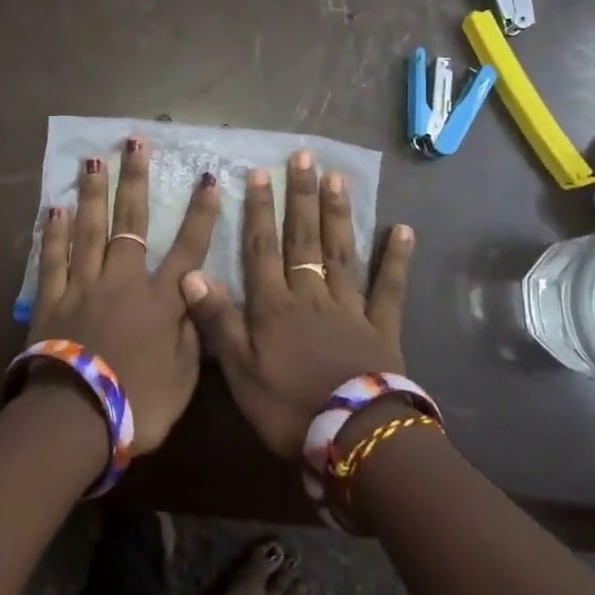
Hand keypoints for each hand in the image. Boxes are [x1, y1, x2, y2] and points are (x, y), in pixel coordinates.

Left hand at [29, 137, 221, 454]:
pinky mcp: (51, 299)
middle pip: (132, 222)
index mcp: (162, 299)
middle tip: (135, 141)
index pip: (189, 247)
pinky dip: (55, 233)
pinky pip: (53, 258)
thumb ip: (193, 331)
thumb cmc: (139, 404)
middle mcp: (124, 280)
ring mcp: (84, 285)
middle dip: (136, 180)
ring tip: (95, 159)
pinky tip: (56, 207)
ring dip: (95, 193)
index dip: (201, 212)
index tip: (209, 178)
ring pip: (91, 230)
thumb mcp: (185, 377)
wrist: (78, 420)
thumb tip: (198, 295)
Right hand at [180, 150, 414, 457]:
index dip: (259, 211)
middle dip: (300, 197)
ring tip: (337, 177)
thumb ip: (217, 321)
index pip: (262, 249)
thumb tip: (190, 274)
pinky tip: (404, 228)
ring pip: (341, 253)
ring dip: (338, 214)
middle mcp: (311, 296)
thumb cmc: (288, 408)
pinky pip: (389, 289)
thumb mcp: (239, 371)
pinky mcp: (382, 328)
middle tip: (303, 157)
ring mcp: (350, 308)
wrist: (354, 438)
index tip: (260, 173)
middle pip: (304, 239)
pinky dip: (396, 259)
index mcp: (275, 307)